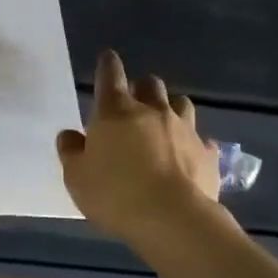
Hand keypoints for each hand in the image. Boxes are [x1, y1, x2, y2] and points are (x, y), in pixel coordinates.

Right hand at [56, 50, 223, 242]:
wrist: (173, 219)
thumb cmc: (116, 195)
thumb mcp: (77, 178)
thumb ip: (71, 152)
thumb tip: (70, 134)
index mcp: (116, 112)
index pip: (110, 75)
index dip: (108, 64)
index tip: (108, 58)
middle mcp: (153, 111)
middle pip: (150, 84)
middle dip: (141, 87)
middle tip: (134, 101)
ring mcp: (184, 129)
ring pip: (180, 103)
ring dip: (170, 107)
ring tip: (164, 122)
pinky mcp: (207, 152)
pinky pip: (201, 139)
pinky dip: (193, 143)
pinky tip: (189, 155)